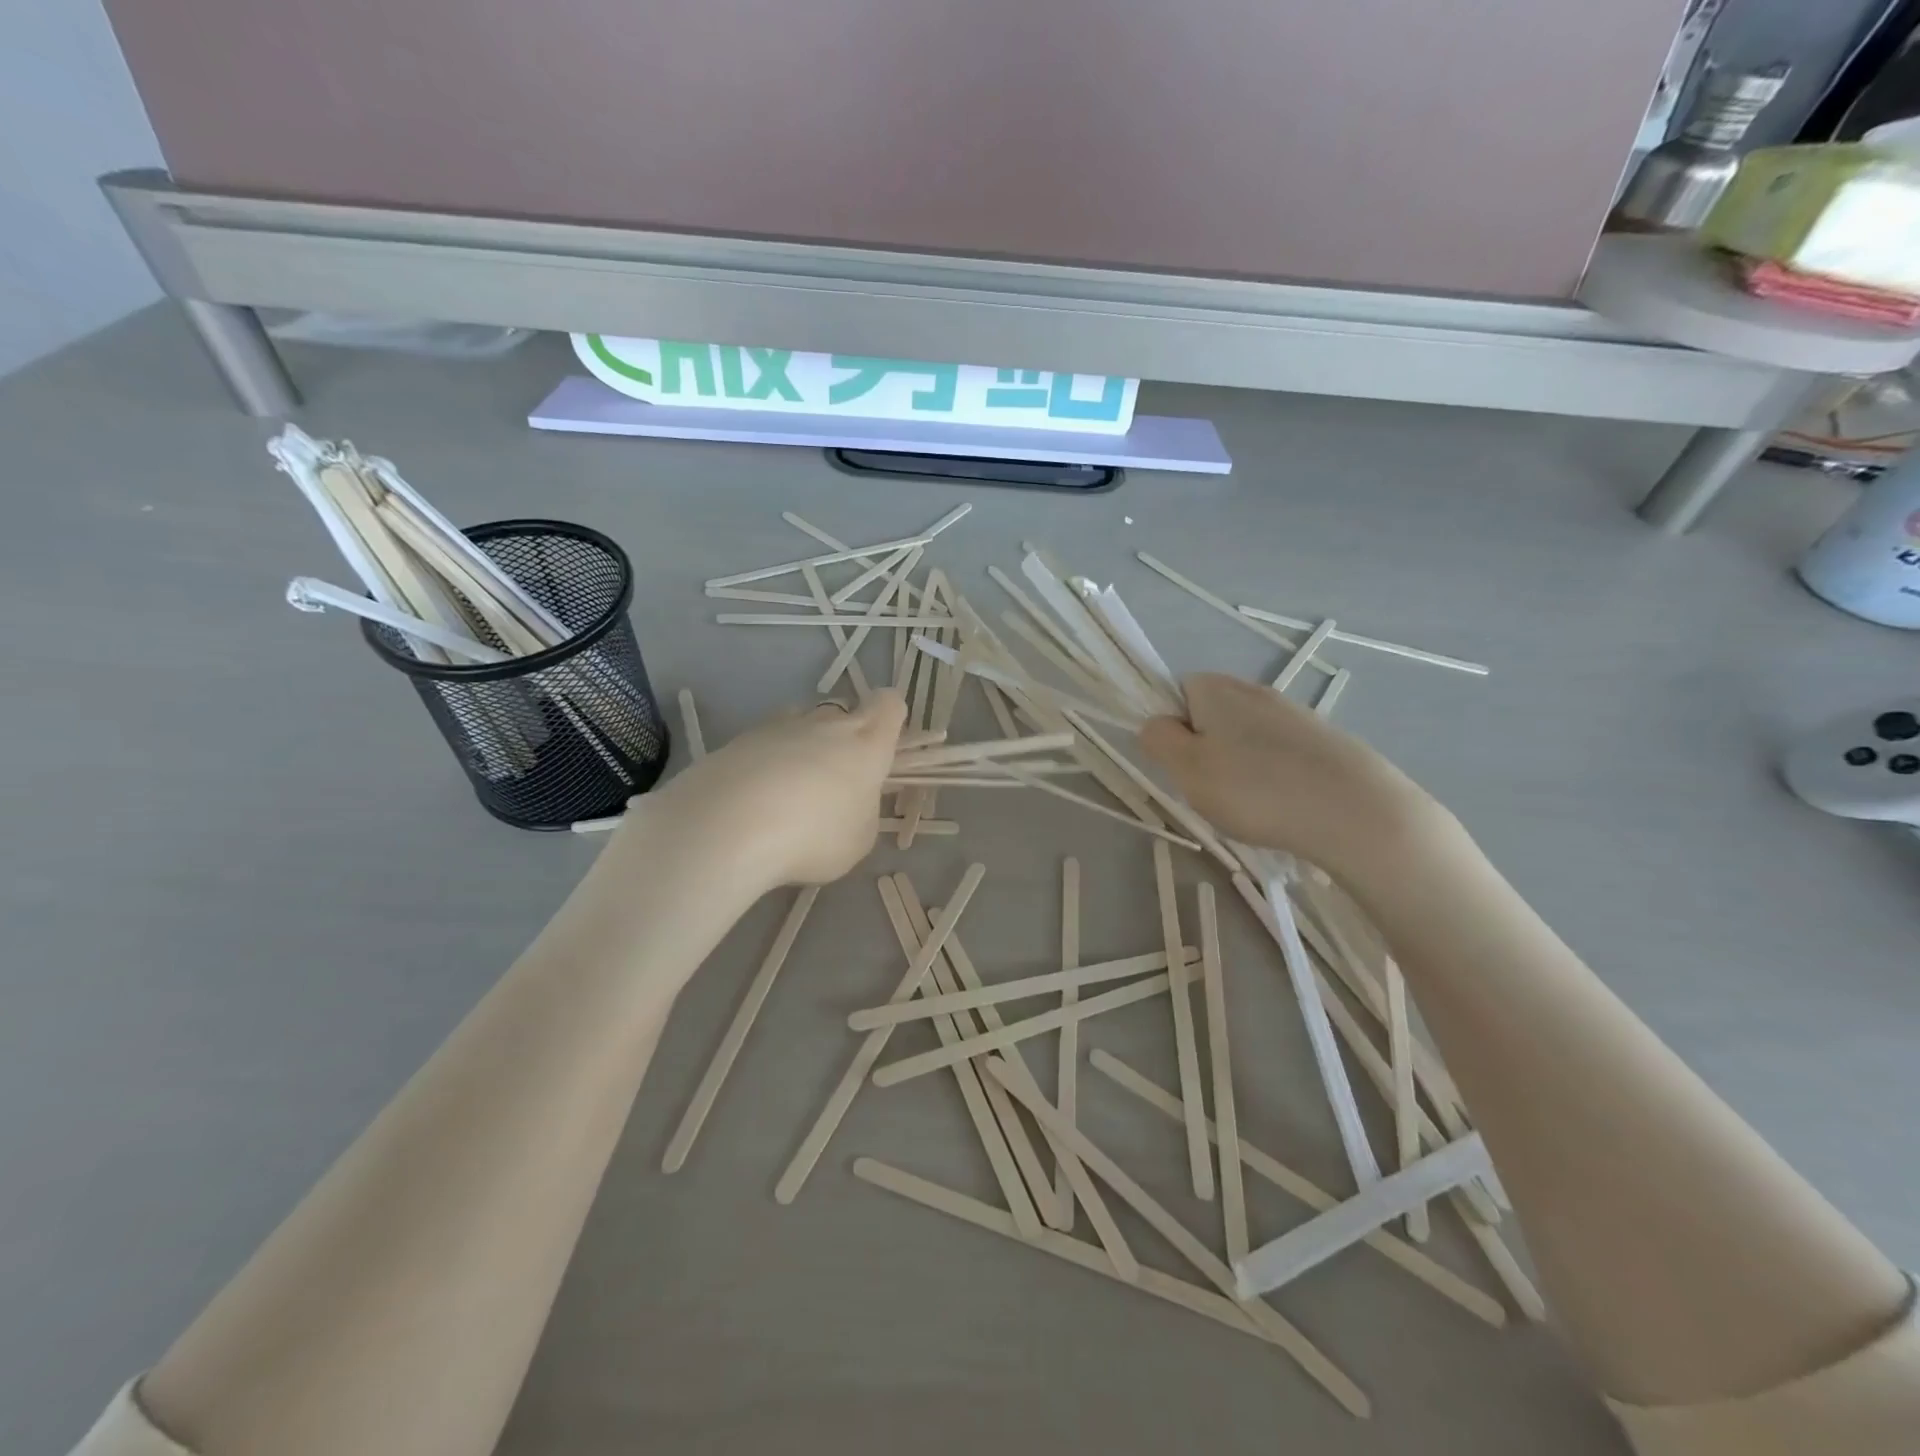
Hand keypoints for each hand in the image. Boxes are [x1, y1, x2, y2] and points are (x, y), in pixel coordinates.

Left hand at [638, 692, 907, 890]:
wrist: (726, 827)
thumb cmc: (813, 836)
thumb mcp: (858, 839)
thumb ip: (861, 811)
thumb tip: (848, 800)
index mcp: (866, 743)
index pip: (888, 704)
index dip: (889, 718)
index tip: (881, 747)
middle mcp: (824, 724)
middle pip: (841, 713)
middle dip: (841, 739)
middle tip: (833, 783)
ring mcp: (777, 727)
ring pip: (799, 724)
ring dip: (801, 748)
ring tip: (789, 792)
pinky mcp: (736, 741)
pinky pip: (762, 745)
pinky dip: (764, 765)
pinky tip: (753, 802)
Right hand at [1138, 673, 1454, 882]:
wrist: (1357, 811)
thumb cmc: (1257, 789)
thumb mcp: (1187, 769)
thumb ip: (1159, 741)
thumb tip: (1156, 724)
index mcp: (1215, 688)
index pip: (1176, 692)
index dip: (1171, 728)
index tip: (1181, 765)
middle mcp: (1254, 690)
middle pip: (1211, 715)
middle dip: (1205, 750)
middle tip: (1210, 789)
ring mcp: (1294, 713)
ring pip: (1245, 737)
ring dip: (1239, 766)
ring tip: (1251, 805)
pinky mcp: (1324, 740)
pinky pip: (1279, 754)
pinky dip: (1273, 777)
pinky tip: (1284, 806)